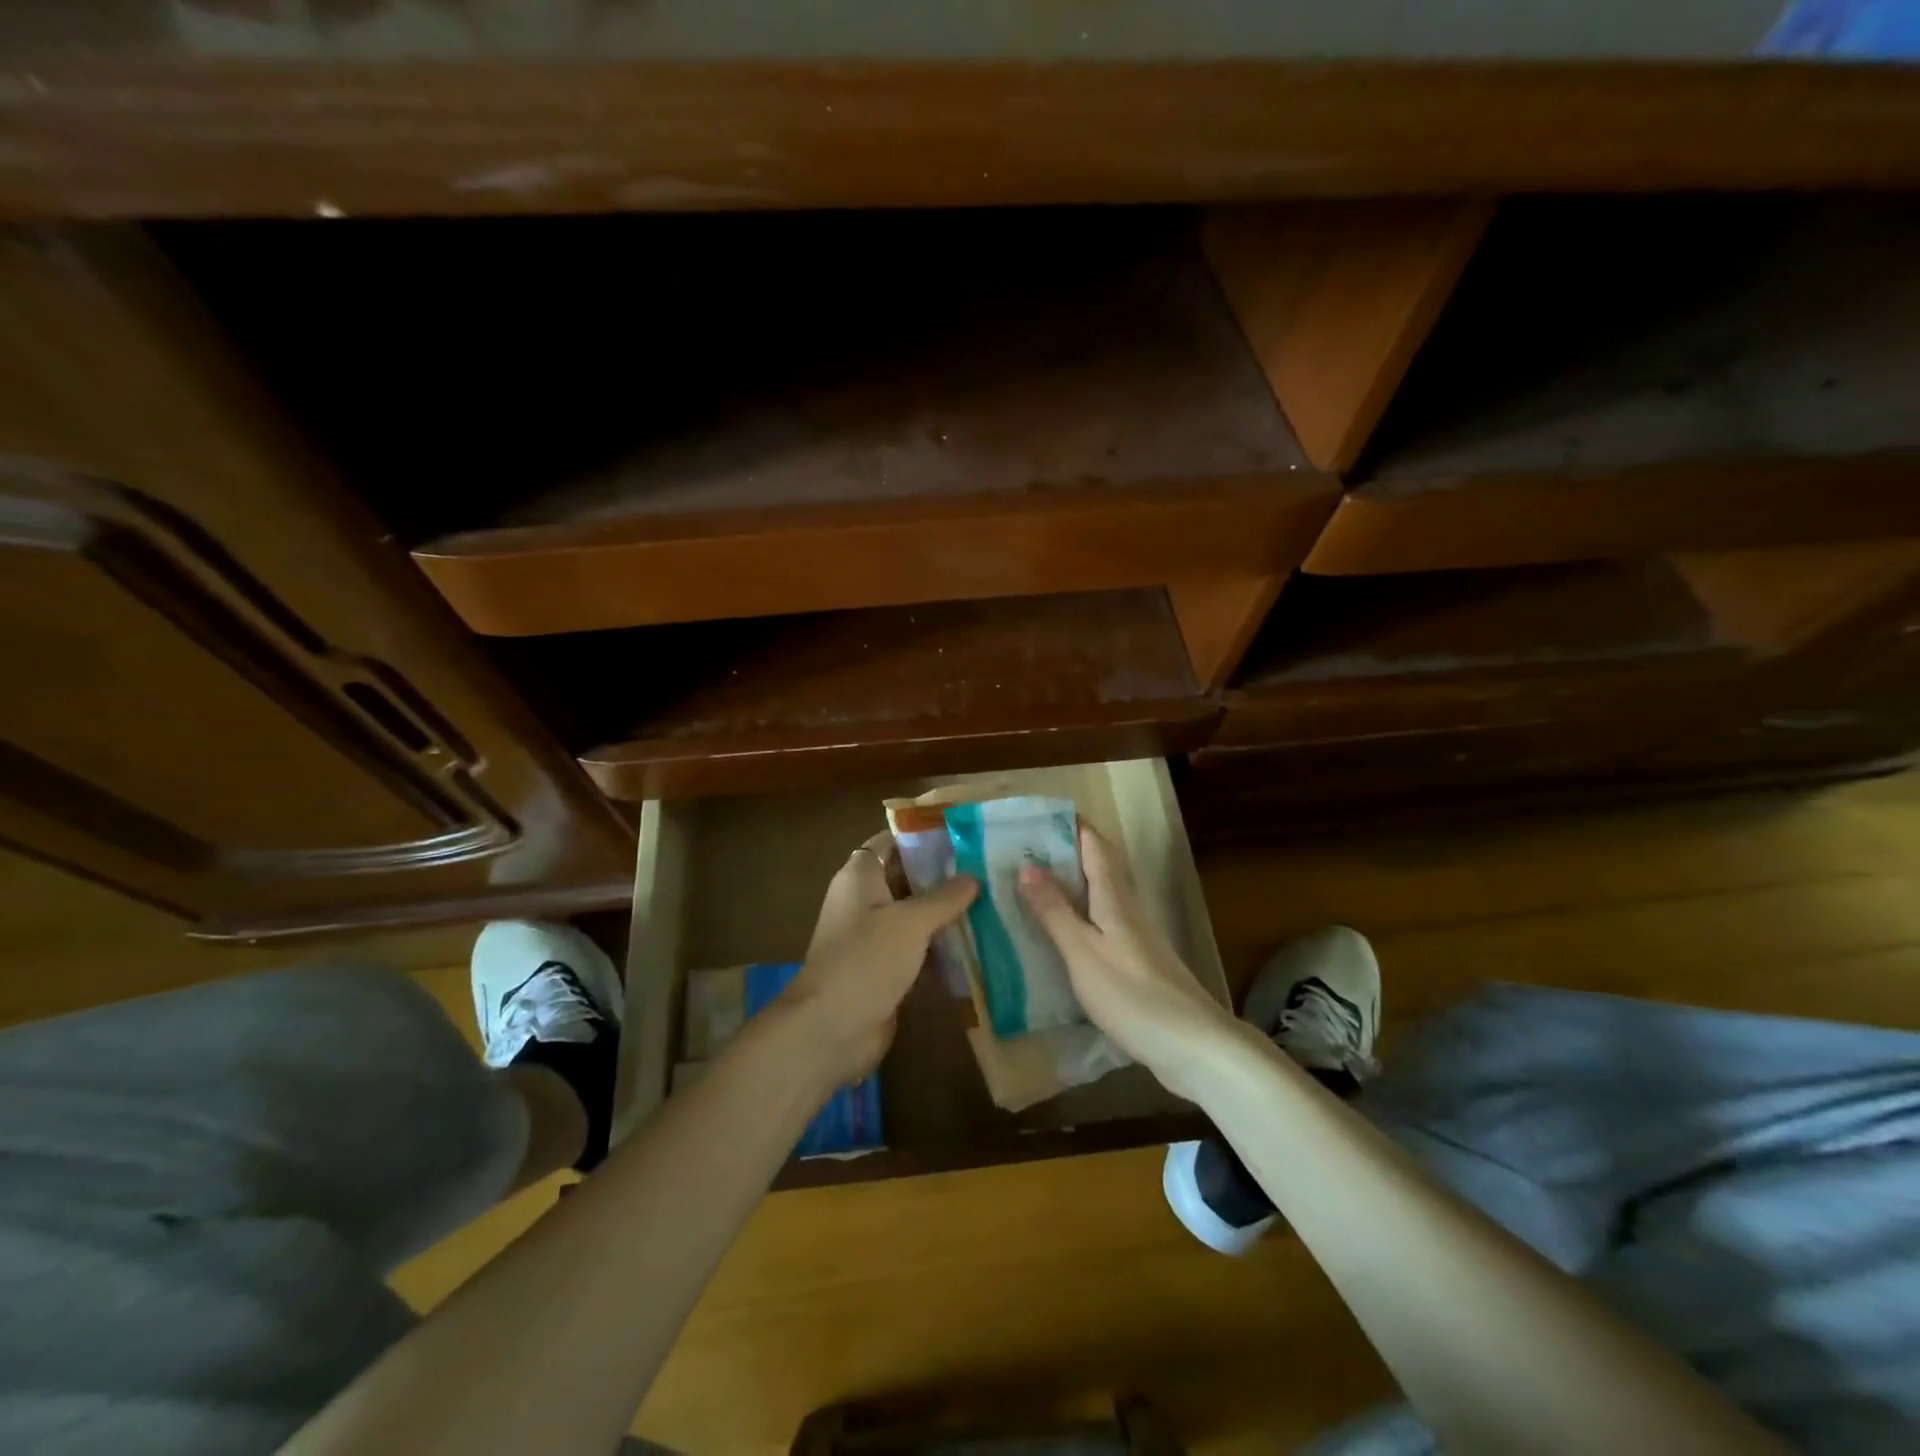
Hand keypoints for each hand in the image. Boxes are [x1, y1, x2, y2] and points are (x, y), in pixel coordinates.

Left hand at [781, 832, 976, 1085]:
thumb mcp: (910, 922)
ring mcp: (874, 937)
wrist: (831, 1029)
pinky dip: (942, 946)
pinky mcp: (885, 969)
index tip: (961, 832)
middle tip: (988, 867)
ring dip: (946, 913)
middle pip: (907, 878)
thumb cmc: (866, 960)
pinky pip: (918, 949)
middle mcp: (864, 901)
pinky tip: (978, 943)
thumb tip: (973, 877)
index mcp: (860, 877)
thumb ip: (944, 897)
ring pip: (915, 916)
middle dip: (943, 874)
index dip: (921, 835)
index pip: (890, 841)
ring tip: (992, 900)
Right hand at [1018, 825, 1238, 1100]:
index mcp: (1115, 898)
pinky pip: (1104, 922)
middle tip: (1025, 849)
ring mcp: (1137, 936)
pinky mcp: (1139, 962)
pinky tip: (1062, 932)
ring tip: (1034, 883)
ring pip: (1102, 894)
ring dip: (1072, 882)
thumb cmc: (1132, 995)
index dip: (1070, 825)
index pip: (1094, 845)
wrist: (1193, 1046)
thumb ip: (1055, 911)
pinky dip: (1080, 914)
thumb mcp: (1083, 953)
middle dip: (1067, 850)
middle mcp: (1128, 908)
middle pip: (1100, 865)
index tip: (1037, 815)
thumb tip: (1027, 865)